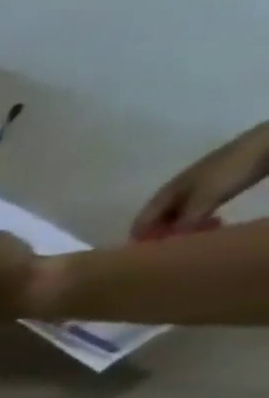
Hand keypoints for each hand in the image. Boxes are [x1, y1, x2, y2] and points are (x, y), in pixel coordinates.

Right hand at [131, 123, 268, 237]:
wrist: (268, 143)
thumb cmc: (230, 170)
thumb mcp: (205, 198)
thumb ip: (184, 222)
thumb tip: (171, 243)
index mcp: (163, 194)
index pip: (140, 223)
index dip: (141, 239)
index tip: (152, 253)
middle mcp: (173, 194)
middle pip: (159, 221)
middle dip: (165, 235)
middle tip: (180, 247)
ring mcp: (194, 191)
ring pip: (179, 217)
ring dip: (185, 229)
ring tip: (201, 236)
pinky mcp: (214, 190)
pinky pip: (198, 211)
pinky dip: (201, 221)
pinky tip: (214, 223)